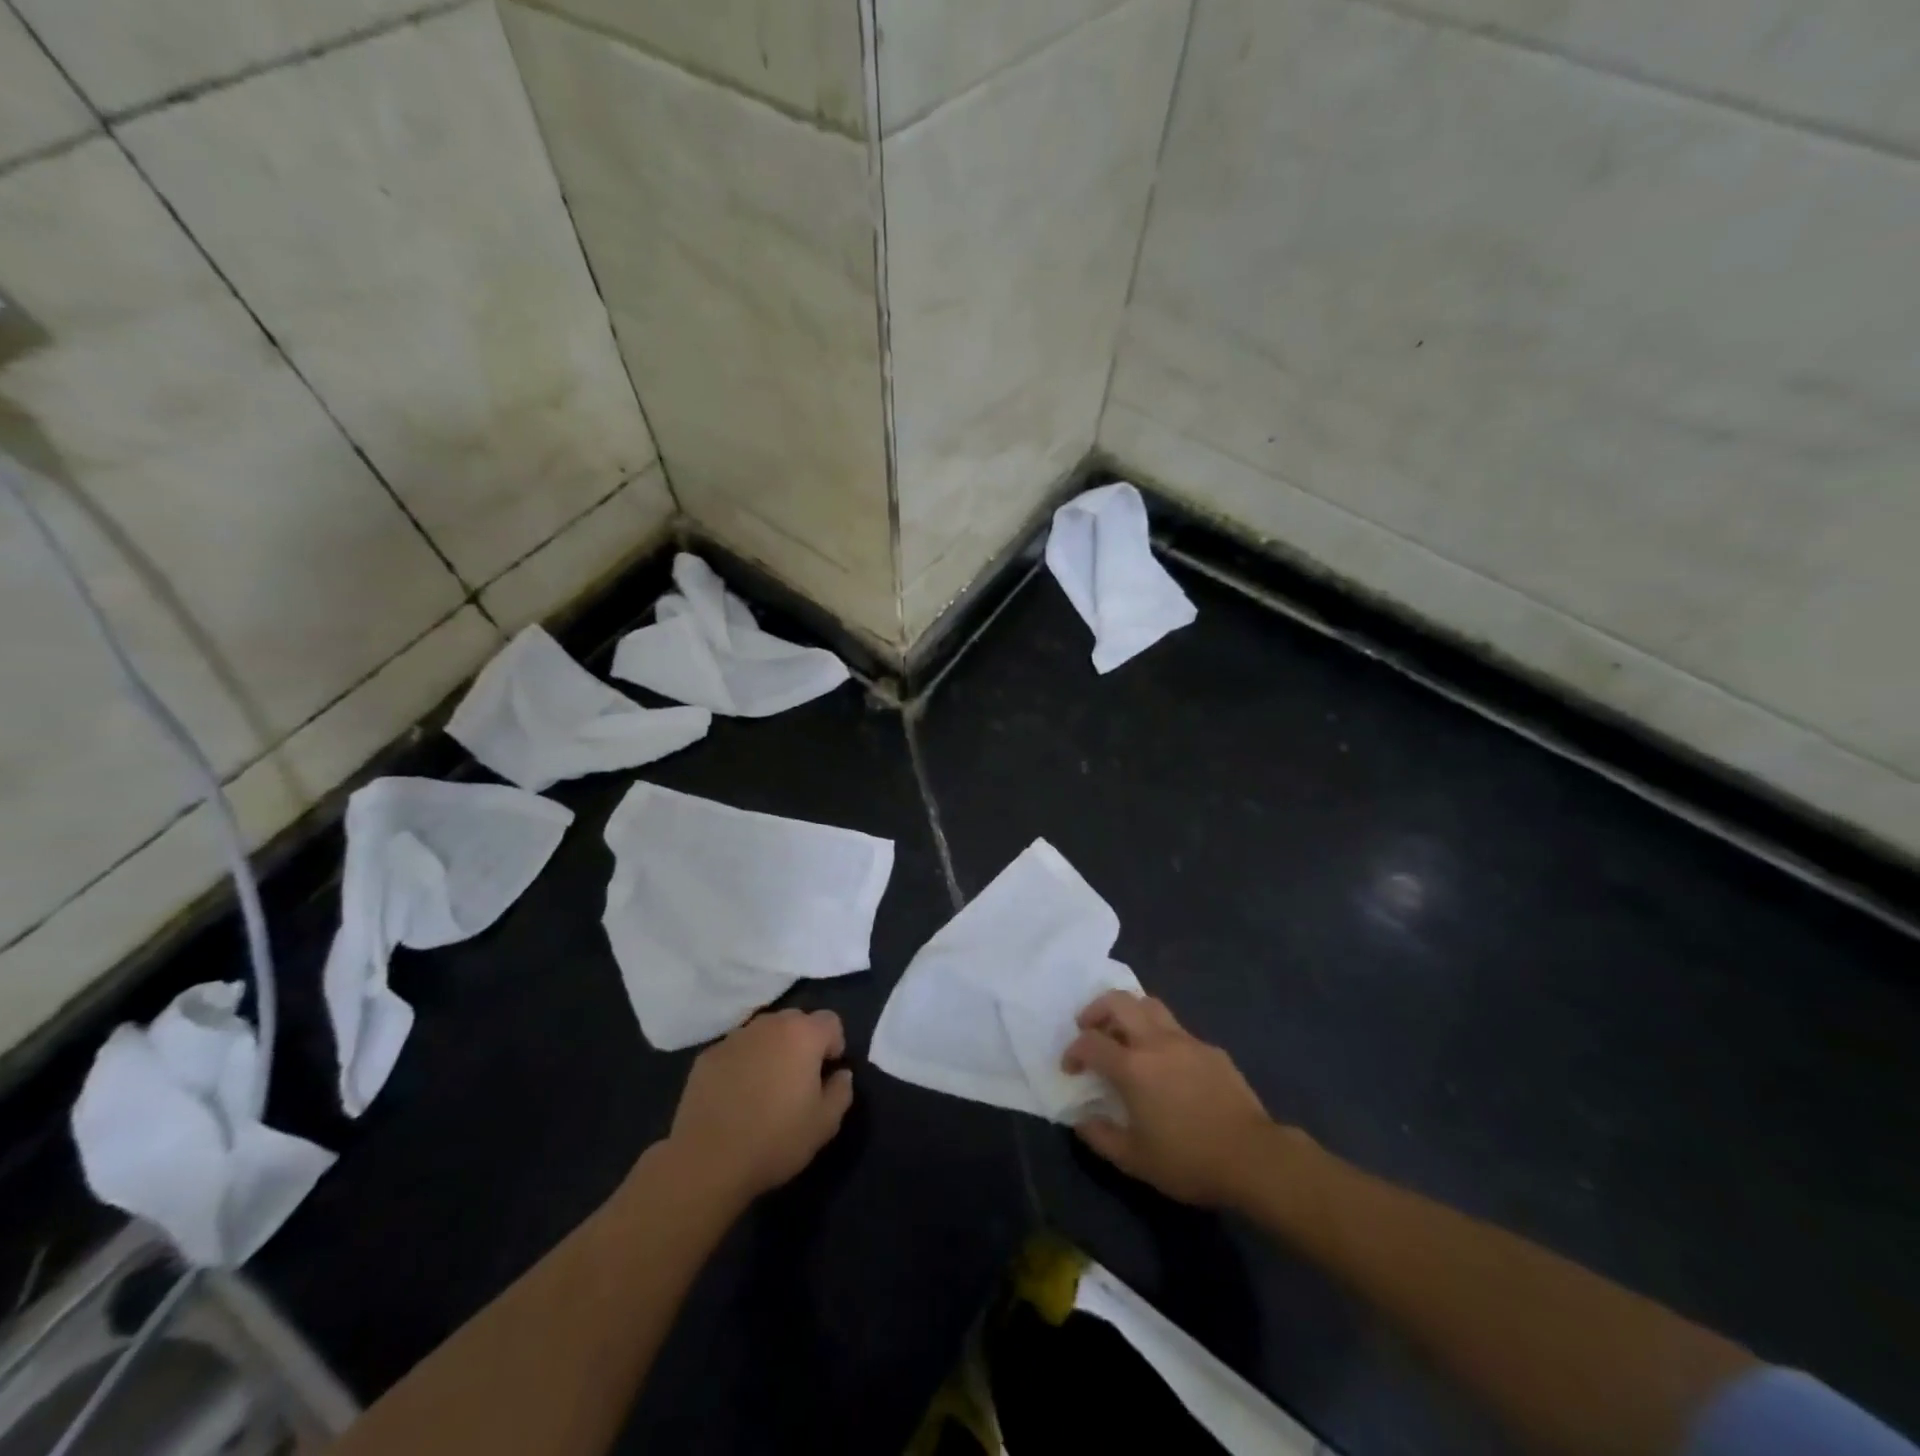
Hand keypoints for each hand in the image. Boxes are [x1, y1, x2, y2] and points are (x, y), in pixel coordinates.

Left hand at [665, 1009, 854, 1206]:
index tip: (826, 1074)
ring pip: (763, 1033)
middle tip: (797, 1080)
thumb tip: (840, 1074)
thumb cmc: (775, 1139)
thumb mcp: (824, 1124)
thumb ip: (841, 1091)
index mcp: (803, 1034)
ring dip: (771, 1050)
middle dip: (802, 1043)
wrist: (707, 1161)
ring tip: (764, 1087)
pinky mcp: (707, 1055)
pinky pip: (736, 1050)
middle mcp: (769, 1024)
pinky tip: (735, 1096)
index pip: (830, 1021)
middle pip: (796, 1021)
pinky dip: (742, 1063)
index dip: (833, 1045)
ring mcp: (735, 1037)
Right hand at [1063, 990, 1280, 1208]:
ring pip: (1149, 1004)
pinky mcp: (1209, 1048)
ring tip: (1123, 1034)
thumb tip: (1081, 1121)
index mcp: (1132, 1067)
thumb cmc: (1189, 1161)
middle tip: (1089, 1028)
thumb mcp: (1135, 1161)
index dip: (1073, 1050)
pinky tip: (1165, 1063)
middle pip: (1118, 1001)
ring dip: (1128, 1011)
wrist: (1253, 1157)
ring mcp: (1185, 1040)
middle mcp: (1155, 1042)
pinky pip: (1176, 1029)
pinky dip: (1158, 1034)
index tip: (1071, 1068)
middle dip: (1096, 1009)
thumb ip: (1101, 1137)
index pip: (1090, 1042)